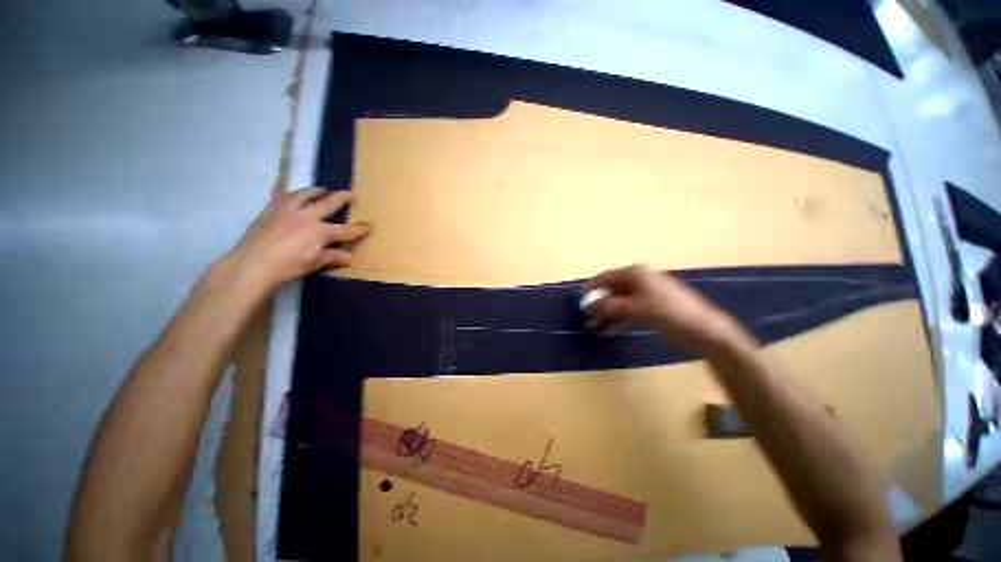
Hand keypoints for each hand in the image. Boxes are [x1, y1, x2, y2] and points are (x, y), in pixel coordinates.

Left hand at [222, 187, 369, 294]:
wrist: (254, 262)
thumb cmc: (289, 265)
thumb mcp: (315, 263)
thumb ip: (332, 257)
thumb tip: (349, 257)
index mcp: (322, 232)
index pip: (346, 230)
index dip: (360, 229)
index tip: (370, 225)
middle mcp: (308, 216)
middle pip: (328, 204)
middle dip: (341, 198)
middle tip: (349, 193)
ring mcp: (288, 211)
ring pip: (304, 195)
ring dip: (316, 191)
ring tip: (322, 189)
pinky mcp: (270, 210)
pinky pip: (283, 196)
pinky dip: (291, 194)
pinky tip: (293, 194)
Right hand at [582, 264, 739, 352]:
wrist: (704, 330)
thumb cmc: (670, 313)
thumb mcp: (636, 308)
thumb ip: (609, 306)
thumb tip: (587, 306)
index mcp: (636, 273)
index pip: (606, 277)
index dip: (592, 288)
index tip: (580, 301)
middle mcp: (639, 280)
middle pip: (611, 290)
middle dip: (598, 304)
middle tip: (587, 317)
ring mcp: (645, 294)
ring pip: (618, 302)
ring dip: (607, 313)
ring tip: (595, 326)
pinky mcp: (650, 307)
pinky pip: (628, 310)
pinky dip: (618, 319)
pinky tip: (610, 330)